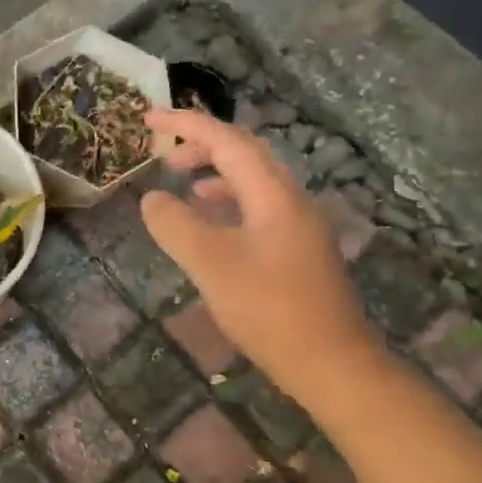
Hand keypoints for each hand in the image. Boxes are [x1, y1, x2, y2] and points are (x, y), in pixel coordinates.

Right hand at [139, 108, 377, 387]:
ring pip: (253, 181)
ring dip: (215, 173)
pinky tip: (211, 225)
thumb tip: (152, 199)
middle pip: (244, 153)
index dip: (186, 124)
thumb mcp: (210, 265)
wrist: (333, 364)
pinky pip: (258, 206)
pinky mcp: (299, 249)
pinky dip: (228, 202)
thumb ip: (175, 225)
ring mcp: (299, 224)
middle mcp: (291, 199)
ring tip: (182, 185)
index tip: (149, 118)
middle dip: (201, 145)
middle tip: (164, 155)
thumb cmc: (269, 310)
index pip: (226, 140)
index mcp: (273, 194)